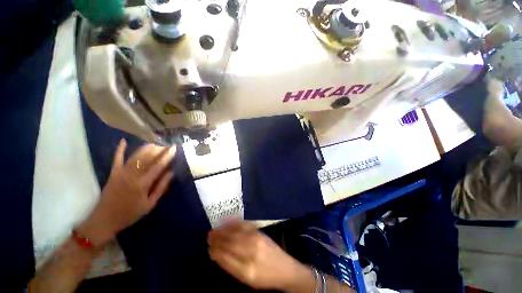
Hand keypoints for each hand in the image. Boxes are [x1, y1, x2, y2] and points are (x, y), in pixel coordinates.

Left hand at [78, 139, 176, 246]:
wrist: (105, 219)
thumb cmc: (130, 213)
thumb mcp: (150, 204)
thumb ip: (161, 187)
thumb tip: (171, 173)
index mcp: (142, 184)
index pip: (158, 166)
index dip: (167, 156)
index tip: (174, 148)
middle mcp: (132, 175)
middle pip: (147, 158)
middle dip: (158, 150)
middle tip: (166, 145)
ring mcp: (121, 173)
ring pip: (135, 156)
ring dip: (145, 148)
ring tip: (155, 143)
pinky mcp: (113, 173)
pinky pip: (116, 159)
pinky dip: (120, 149)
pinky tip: (123, 141)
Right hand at [208, 222, 310, 290]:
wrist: (285, 268)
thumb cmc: (264, 277)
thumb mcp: (247, 280)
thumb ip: (232, 267)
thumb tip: (217, 255)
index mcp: (246, 271)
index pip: (225, 259)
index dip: (215, 252)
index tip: (208, 248)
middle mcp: (251, 253)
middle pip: (230, 244)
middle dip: (217, 239)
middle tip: (209, 236)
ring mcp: (257, 240)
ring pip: (236, 233)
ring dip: (223, 231)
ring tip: (215, 230)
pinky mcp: (260, 232)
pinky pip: (244, 226)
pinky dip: (234, 224)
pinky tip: (228, 223)